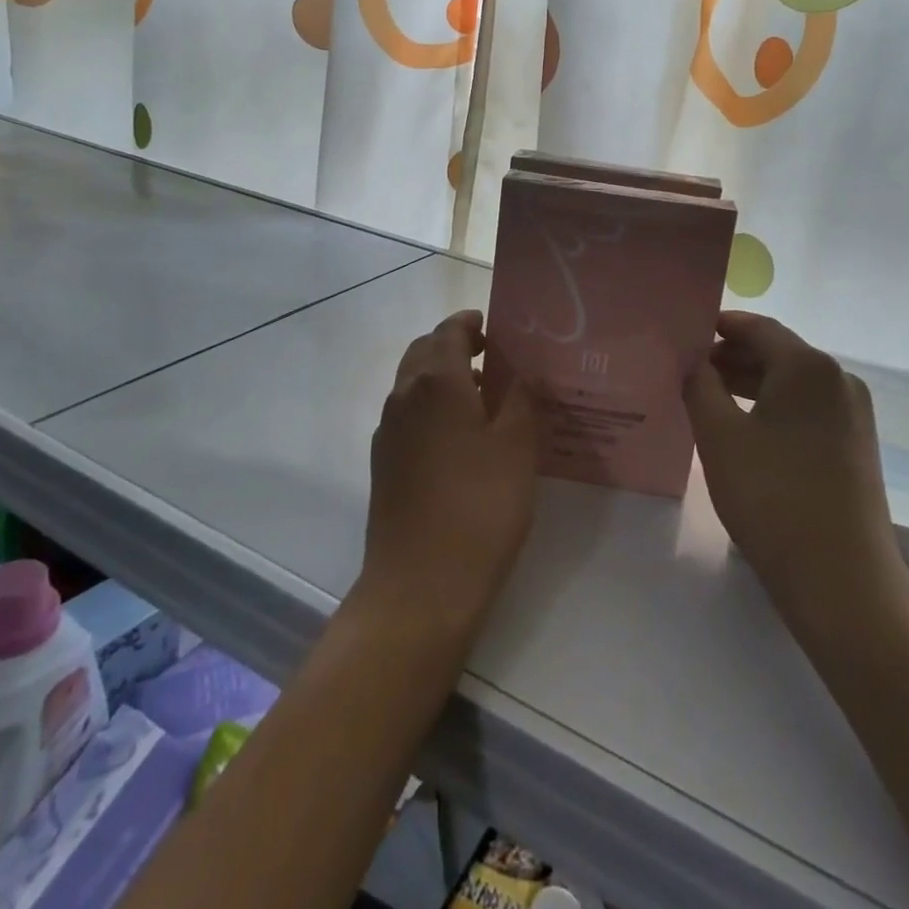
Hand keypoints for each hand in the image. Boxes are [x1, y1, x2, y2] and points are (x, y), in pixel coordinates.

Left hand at [359, 311, 540, 631]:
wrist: (420, 584)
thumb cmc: (479, 507)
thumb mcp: (517, 447)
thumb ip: (522, 400)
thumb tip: (524, 372)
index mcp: (436, 381)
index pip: (449, 332)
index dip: (471, 323)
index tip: (496, 327)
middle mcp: (404, 396)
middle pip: (424, 352)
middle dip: (454, 346)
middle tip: (492, 357)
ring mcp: (388, 431)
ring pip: (413, 384)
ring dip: (442, 377)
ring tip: (484, 397)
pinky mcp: (384, 463)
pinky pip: (408, 414)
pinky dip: (431, 406)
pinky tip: (459, 437)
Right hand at [684, 312, 908, 626]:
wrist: (842, 580)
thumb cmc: (772, 498)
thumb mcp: (719, 436)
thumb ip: (699, 386)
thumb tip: (692, 361)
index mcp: (809, 367)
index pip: (758, 327)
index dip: (719, 326)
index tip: (683, 334)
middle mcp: (838, 380)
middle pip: (777, 352)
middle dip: (730, 357)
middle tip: (686, 369)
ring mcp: (852, 414)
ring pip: (791, 383)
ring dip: (748, 383)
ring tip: (705, 397)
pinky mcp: (854, 444)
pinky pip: (806, 408)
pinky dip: (771, 407)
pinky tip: (740, 427)